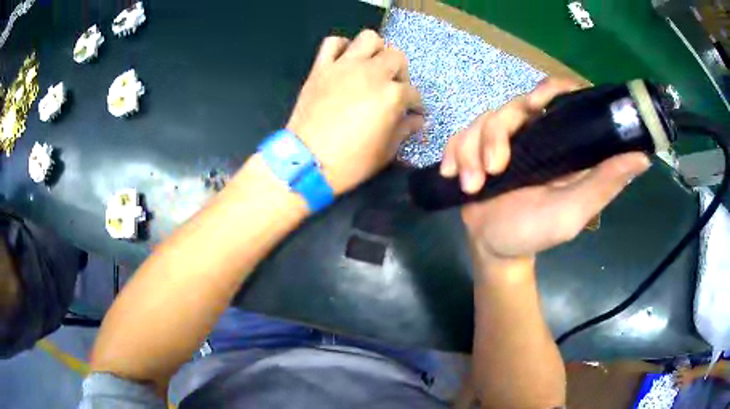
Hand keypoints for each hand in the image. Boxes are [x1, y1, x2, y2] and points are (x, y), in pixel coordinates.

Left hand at [286, 30, 422, 194]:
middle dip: (400, 72)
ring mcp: (345, 67)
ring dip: (375, 50)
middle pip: (396, 56)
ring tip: (371, 68)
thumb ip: (404, 130)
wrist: (306, 162)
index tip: (412, 113)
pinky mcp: (321, 67)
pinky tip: (344, 61)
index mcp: (392, 95)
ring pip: (369, 38)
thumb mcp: (386, 152)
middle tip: (392, 88)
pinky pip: (332, 43)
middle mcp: (372, 73)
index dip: (416, 104)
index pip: (413, 93)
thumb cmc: (350, 162)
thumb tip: (417, 120)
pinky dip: (341, 47)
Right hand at [442, 78, 650, 261]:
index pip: (560, 97)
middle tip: (493, 169)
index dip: (550, 90)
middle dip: (496, 135)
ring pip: (483, 121)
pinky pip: (459, 137)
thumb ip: (604, 183)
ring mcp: (503, 141)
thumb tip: (643, 157)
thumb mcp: (574, 211)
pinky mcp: (476, 149)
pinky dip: (454, 155)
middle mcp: (533, 134)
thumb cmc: (536, 231)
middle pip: (513, 106)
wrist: (494, 248)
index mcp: (560, 143)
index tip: (537, 106)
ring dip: (472, 152)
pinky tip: (455, 176)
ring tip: (473, 186)